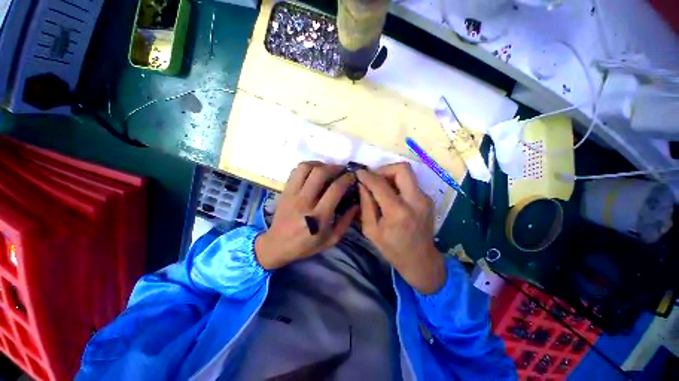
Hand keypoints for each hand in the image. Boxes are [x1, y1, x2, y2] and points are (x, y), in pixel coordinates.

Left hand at [255, 162, 358, 269]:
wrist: (277, 245)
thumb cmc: (306, 245)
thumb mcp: (331, 239)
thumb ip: (346, 222)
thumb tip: (356, 204)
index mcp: (318, 216)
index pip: (335, 189)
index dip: (346, 179)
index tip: (352, 177)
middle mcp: (304, 202)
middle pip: (320, 173)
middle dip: (334, 167)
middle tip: (342, 170)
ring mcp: (292, 194)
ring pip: (305, 168)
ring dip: (320, 164)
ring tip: (327, 169)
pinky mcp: (285, 191)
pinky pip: (295, 171)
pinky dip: (307, 167)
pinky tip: (314, 172)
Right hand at [357, 163, 445, 294]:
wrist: (421, 260)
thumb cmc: (392, 248)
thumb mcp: (371, 230)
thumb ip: (365, 205)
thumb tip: (362, 184)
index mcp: (398, 212)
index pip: (380, 184)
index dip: (367, 176)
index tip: (358, 172)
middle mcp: (415, 201)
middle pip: (402, 169)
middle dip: (384, 169)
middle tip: (374, 179)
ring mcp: (425, 199)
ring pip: (407, 173)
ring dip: (391, 175)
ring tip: (381, 187)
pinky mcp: (428, 199)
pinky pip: (411, 182)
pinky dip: (398, 184)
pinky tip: (392, 196)